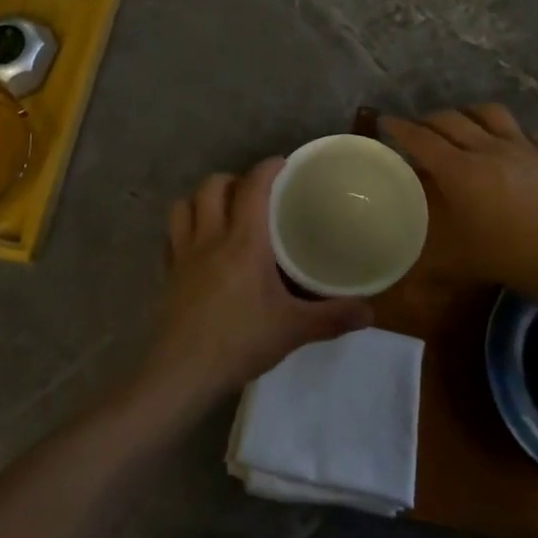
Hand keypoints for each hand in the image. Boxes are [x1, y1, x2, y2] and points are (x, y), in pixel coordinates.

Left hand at [137, 158, 372, 414]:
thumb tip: (370, 312)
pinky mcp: (167, 274)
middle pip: (212, 186)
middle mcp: (210, 237)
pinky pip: (171, 237)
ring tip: (222, 212)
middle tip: (253, 193)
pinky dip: (184, 229)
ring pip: (184, 205)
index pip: (254, 187)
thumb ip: (332, 317)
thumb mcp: (293, 330)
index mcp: (244, 241)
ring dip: (202, 199)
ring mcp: (183, 254)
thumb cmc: (239, 342)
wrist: (182, 372)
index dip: (268, 168)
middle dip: (233, 179)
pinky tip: (197, 246)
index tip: (282, 164)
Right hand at [382, 104, 537, 302]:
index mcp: (460, 171)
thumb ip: (434, 266)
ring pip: (489, 113)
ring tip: (462, 124)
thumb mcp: (468, 264)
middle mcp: (487, 149)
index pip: (421, 140)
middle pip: (451, 120)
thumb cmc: (521, 255)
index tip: (385, 121)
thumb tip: (407, 288)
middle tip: (418, 129)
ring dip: (468, 113)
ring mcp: (523, 147)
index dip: (400, 128)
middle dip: (428, 119)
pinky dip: (510, 133)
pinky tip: (512, 145)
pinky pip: (526, 133)